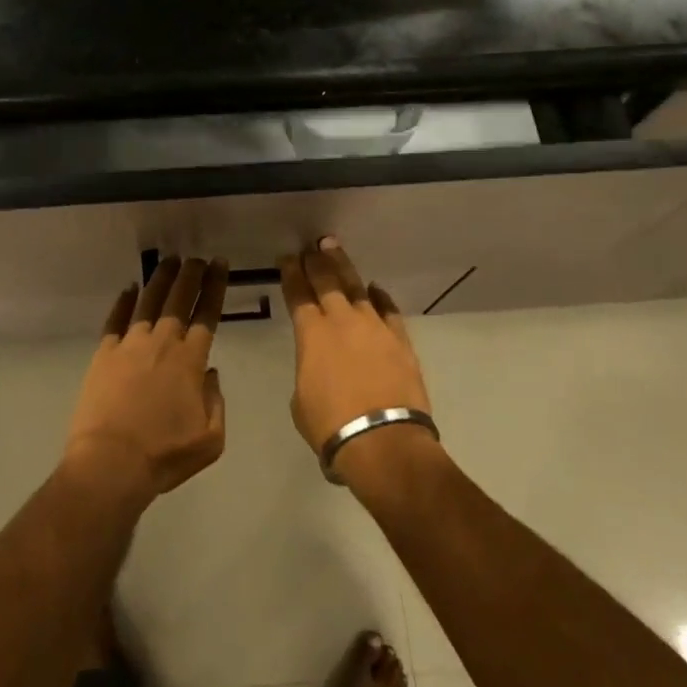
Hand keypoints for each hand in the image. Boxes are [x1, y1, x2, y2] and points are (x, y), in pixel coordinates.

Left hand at [63, 256, 229, 504]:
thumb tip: (209, 373)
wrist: (111, 463)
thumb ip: (215, 401)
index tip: (220, 265)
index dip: (215, 286)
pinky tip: (128, 289)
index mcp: (190, 360)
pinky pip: (115, 320)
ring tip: (168, 261)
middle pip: (179, 299)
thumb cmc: (164, 455)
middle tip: (197, 258)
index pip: (207, 313)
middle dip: (190, 274)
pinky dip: (123, 302)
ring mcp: (130, 345)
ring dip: (160, 279)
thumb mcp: (210, 439)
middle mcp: (162, 343)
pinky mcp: (104, 354)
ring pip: (148, 301)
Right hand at [278, 237, 430, 457]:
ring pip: (357, 287)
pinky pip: (388, 310)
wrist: (383, 441)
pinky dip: (380, 297)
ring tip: (335, 249)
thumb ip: (308, 371)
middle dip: (316, 261)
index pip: (297, 294)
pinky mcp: (400, 341)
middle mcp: (342, 321)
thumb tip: (318, 366)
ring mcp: (374, 327)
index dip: (290, 273)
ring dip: (344, 267)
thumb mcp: (301, 399)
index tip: (286, 258)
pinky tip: (375, 288)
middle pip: (327, 281)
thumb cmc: (331, 425)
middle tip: (312, 245)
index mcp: (311, 334)